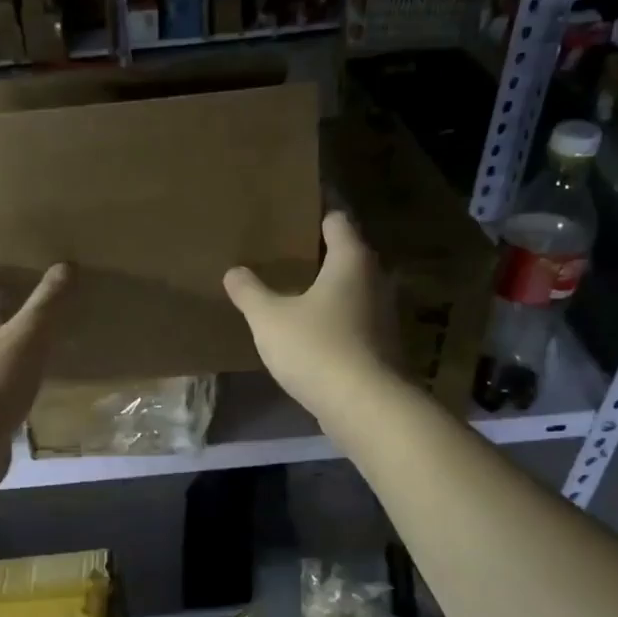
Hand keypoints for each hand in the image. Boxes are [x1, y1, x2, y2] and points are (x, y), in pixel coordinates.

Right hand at [224, 211, 402, 430]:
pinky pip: (354, 320)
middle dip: (319, 252)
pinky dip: (334, 319)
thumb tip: (234, 271)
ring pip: (352, 290)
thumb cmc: (317, 348)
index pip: (337, 220)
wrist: (365, 406)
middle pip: (348, 254)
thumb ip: (249, 292)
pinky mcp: (382, 347)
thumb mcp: (269, 318)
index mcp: (351, 260)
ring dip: (328, 289)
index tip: (295, 210)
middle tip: (285, 252)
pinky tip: (309, 331)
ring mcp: (383, 315)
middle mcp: (375, 280)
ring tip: (293, 291)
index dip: (317, 212)